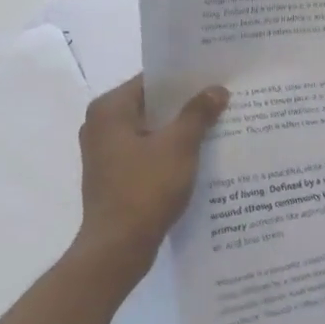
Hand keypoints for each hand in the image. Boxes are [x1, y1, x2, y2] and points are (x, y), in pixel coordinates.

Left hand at [75, 75, 227, 276]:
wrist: (118, 248)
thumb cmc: (145, 188)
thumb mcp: (179, 145)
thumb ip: (198, 113)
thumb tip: (216, 89)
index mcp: (109, 110)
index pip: (152, 80)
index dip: (185, 78)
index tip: (215, 76)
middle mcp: (101, 125)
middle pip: (152, 104)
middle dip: (186, 103)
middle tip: (223, 98)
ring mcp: (105, 152)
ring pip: (151, 128)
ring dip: (180, 128)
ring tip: (218, 123)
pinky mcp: (114, 175)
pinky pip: (147, 150)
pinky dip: (170, 149)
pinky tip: (200, 153)